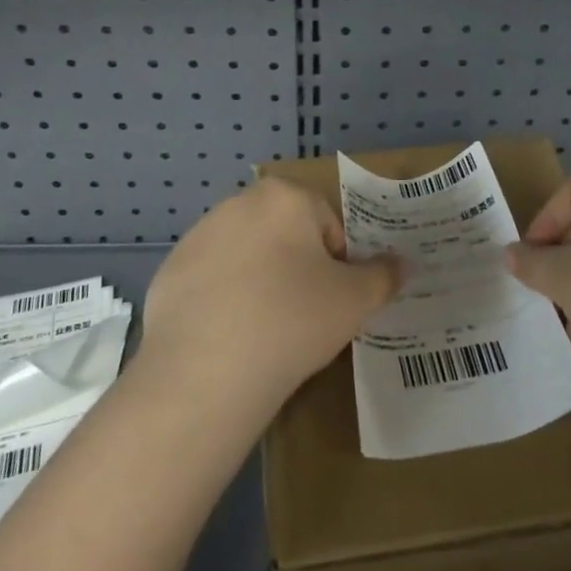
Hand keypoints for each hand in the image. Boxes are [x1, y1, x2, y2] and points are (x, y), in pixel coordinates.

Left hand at [142, 178, 400, 418]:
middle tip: (302, 318)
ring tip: (263, 333)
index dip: (338, 265)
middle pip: (286, 235)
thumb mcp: (355, 301)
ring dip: (260, 283)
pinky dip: (224, 302)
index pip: (329, 225)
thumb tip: (402, 262)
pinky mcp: (169, 272)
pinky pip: (211, 282)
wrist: (205, 373)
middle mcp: (238, 203)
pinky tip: (228, 340)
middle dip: (297, 269)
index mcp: (285, 196)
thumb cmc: (292, 321)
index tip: (331, 302)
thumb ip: (384, 276)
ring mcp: (197, 236)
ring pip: (247, 257)